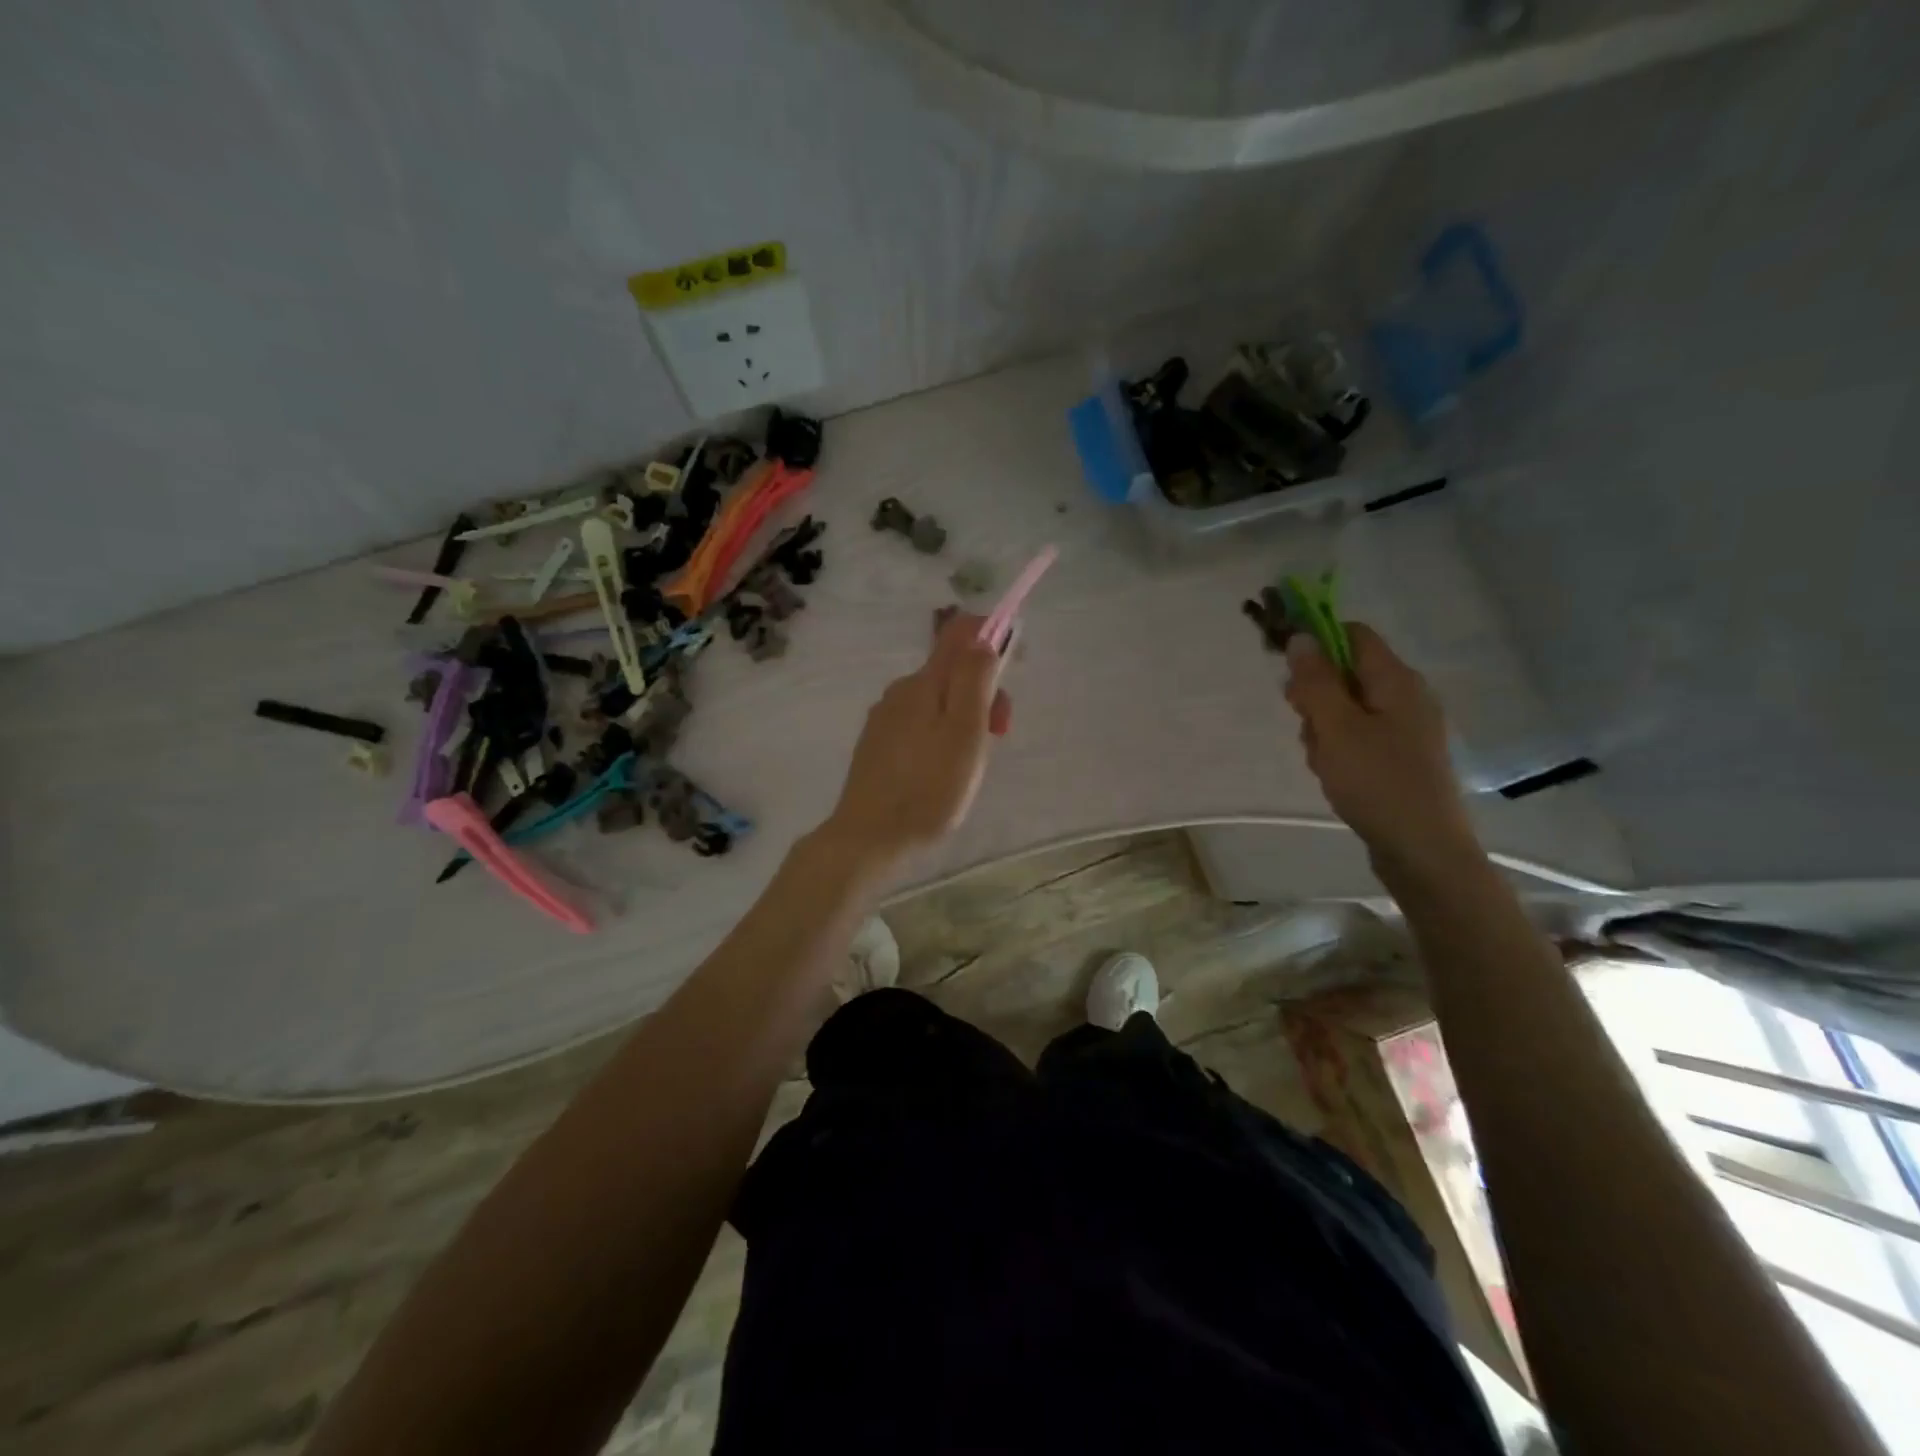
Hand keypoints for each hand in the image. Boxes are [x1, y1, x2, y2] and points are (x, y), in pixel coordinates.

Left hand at [818, 611, 1011, 877]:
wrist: (869, 837)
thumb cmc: (929, 788)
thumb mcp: (965, 733)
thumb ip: (975, 680)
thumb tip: (984, 636)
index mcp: (924, 682)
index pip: (960, 633)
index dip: (991, 636)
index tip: (1013, 667)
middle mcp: (900, 691)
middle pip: (952, 671)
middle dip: (983, 694)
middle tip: (996, 737)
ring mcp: (885, 718)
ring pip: (937, 702)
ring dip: (964, 720)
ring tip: (969, 765)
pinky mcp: (878, 745)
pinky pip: (920, 724)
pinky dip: (942, 737)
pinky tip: (941, 772)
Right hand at [1283, 623, 1476, 871]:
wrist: (1422, 849)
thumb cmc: (1377, 782)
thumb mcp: (1336, 727)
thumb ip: (1316, 681)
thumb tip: (1301, 636)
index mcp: (1396, 680)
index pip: (1352, 634)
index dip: (1316, 642)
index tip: (1286, 670)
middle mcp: (1406, 696)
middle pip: (1345, 673)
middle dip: (1315, 696)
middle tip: (1307, 728)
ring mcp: (1405, 728)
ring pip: (1346, 709)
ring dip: (1322, 728)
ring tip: (1323, 762)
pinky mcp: (1399, 756)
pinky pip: (1357, 736)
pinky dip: (1338, 749)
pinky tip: (1335, 775)